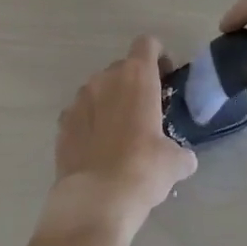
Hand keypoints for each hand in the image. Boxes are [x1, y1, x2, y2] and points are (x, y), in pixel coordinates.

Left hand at [41, 36, 197, 236]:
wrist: (95, 201)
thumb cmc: (143, 169)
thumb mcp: (174, 162)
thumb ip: (180, 152)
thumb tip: (184, 159)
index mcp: (137, 76)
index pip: (147, 44)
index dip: (158, 57)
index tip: (164, 79)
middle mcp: (105, 78)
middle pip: (123, 68)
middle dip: (134, 84)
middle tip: (145, 113)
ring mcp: (79, 99)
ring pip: (99, 90)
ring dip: (110, 103)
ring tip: (119, 135)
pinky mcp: (62, 123)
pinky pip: (80, 114)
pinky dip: (89, 123)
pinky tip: (97, 150)